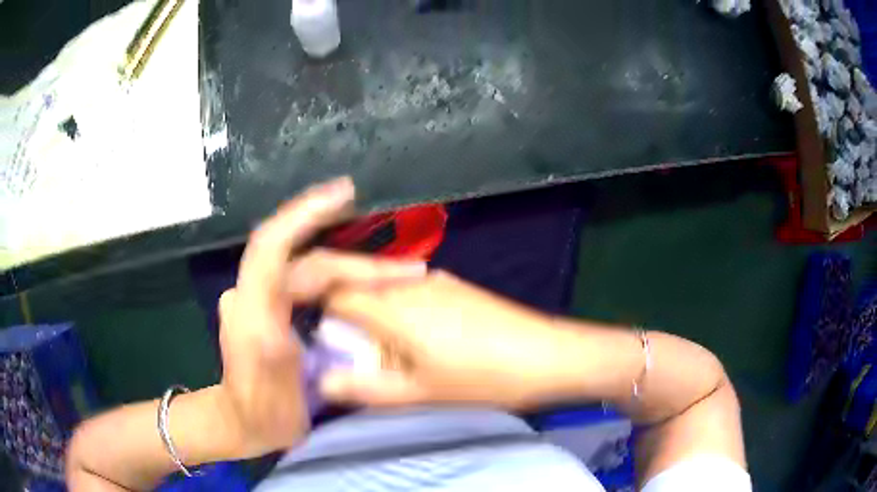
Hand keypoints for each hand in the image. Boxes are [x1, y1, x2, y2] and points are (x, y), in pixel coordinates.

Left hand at [215, 177, 425, 457]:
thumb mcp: (267, 398)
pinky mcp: (277, 305)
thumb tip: (279, 324)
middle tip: (410, 272)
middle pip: (309, 262)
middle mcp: (255, 293)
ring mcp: (266, 297)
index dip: (303, 214)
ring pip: (315, 269)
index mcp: (251, 311)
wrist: (245, 421)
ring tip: (400, 273)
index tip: (343, 194)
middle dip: (361, 264)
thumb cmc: (261, 414)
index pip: (272, 246)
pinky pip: (313, 280)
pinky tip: (370, 282)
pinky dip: (345, 277)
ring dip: (358, 268)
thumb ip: (268, 360)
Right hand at [321, 271, 588, 408]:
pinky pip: (414, 292)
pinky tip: (429, 341)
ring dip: (380, 319)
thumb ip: (364, 389)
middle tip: (364, 358)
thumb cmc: (480, 379)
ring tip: (398, 354)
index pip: (337, 293)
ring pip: (389, 292)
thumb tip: (321, 383)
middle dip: (353, 322)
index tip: (330, 344)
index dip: (324, 315)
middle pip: (362, 291)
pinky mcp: (458, 286)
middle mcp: (410, 283)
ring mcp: (437, 280)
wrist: (548, 354)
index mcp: (393, 307)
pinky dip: (405, 313)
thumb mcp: (418, 393)